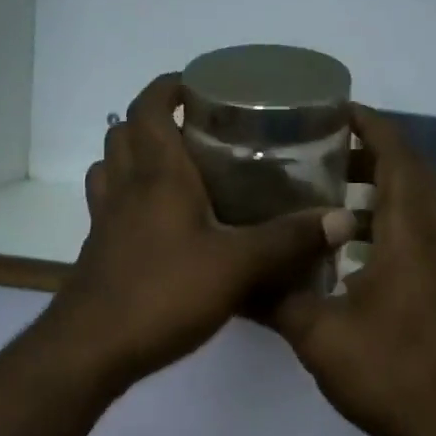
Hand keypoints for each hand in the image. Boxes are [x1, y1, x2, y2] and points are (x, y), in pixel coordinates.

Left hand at [42, 74, 358, 390]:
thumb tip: (342, 218)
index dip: (169, 86)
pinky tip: (160, 224)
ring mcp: (106, 221)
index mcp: (157, 175)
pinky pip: (110, 207)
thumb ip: (289, 240)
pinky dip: (129, 199)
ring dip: (135, 158)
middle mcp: (126, 188)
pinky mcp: (99, 252)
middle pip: (124, 133)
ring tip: (176, 171)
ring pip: (111, 169)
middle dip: (154, 121)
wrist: (93, 349)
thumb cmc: (164, 293)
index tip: (200, 86)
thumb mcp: (238, 265)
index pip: (150, 107)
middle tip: (196, 131)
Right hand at [272, 106, 435, 435]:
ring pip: (427, 207)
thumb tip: (236, 279)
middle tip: (323, 154)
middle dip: (374, 156)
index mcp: (416, 234)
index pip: (399, 156)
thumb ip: (278, 298)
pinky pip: (434, 237)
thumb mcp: (320, 336)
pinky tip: (364, 255)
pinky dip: (401, 226)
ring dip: (388, 193)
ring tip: (336, 201)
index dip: (371, 126)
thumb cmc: (391, 375)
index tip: (336, 111)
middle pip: (416, 175)